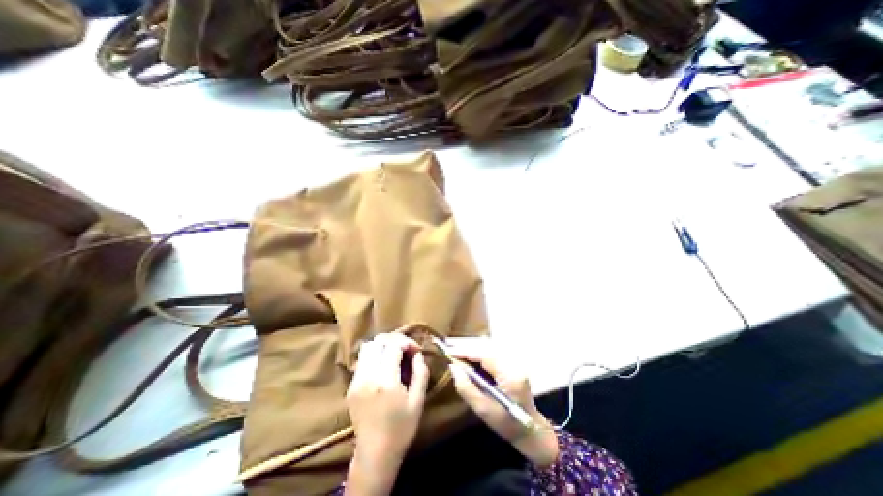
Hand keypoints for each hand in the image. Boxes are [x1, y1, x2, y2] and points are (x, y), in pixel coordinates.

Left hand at [347, 333, 429, 465]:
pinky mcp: (351, 386)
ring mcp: (356, 381)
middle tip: (406, 349)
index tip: (416, 350)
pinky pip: (362, 360)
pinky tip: (383, 365)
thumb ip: (420, 373)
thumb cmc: (401, 428)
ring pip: (367, 347)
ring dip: (383, 345)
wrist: (375, 454)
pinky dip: (374, 355)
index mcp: (386, 380)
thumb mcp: (418, 401)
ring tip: (394, 353)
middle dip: (395, 340)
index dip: (407, 342)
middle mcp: (368, 376)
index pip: (394, 345)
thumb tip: (418, 354)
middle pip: (379, 341)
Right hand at [449, 342, 557, 468]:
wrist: (530, 430)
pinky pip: (492, 356)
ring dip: (472, 352)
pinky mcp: (512, 365)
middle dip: (467, 350)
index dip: (466, 352)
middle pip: (486, 349)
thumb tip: (453, 368)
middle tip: (450, 351)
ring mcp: (514, 363)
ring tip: (457, 354)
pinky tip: (470, 360)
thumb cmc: (506, 424)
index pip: (485, 356)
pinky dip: (479, 356)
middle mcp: (513, 364)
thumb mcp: (483, 410)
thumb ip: (466, 388)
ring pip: (489, 351)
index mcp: (509, 376)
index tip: (449, 351)